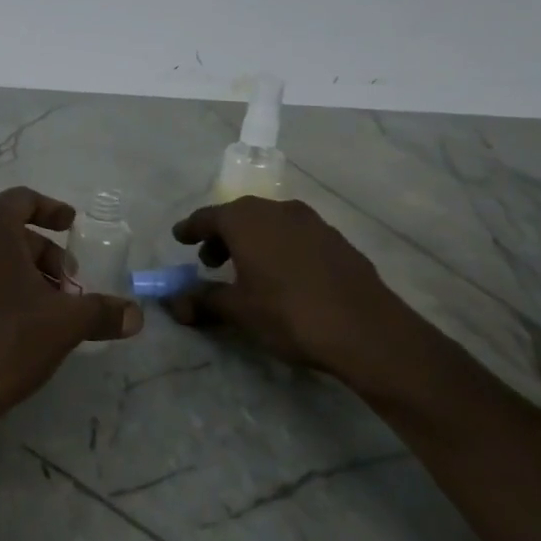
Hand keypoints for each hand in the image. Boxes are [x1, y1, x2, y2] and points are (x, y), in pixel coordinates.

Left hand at [0, 187, 142, 422]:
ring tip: (50, 307)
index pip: (22, 200)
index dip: (51, 210)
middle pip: (9, 230)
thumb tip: (136, 315)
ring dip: (23, 272)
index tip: (72, 226)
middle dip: (44, 252)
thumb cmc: (7, 340)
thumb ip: (102, 311)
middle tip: (70, 284)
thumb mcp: (65, 323)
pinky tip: (20, 322)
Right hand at [165, 197, 432, 391]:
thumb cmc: (289, 314)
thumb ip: (202, 300)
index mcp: (247, 220)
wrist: (367, 330)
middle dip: (221, 236)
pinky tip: (282, 275)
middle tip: (209, 262)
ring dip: (251, 241)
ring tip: (246, 270)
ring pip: (269, 223)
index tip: (179, 237)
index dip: (190, 229)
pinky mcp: (336, 239)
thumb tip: (173, 302)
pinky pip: (295, 235)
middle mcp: (277, 210)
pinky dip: (278, 247)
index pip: (207, 217)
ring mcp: (312, 222)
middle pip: (239, 216)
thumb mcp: (239, 310)